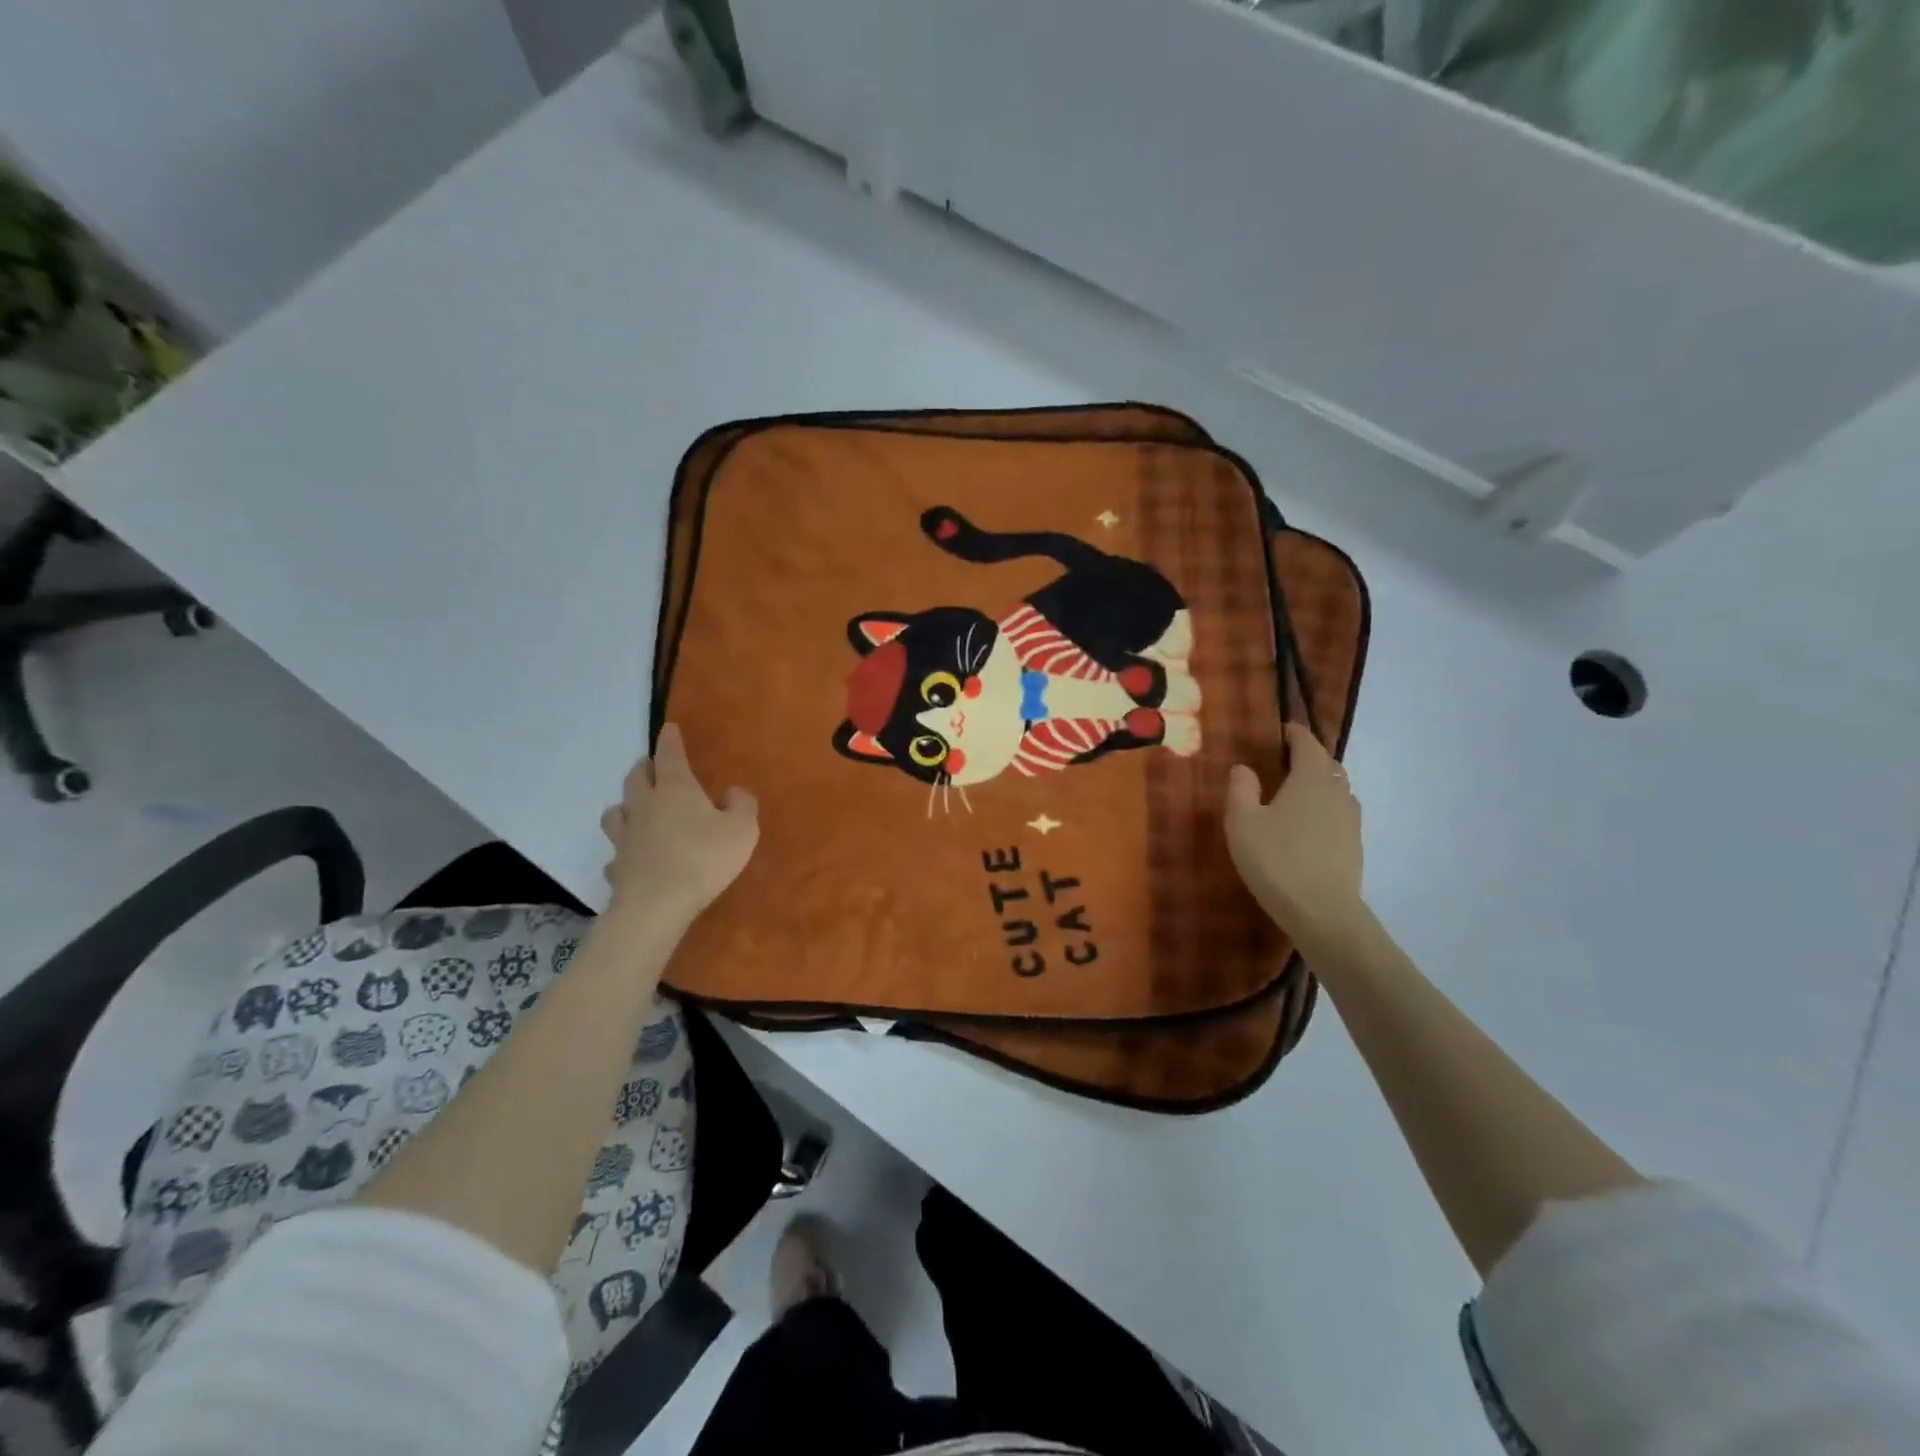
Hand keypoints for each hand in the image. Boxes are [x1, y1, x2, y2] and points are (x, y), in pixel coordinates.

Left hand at [600, 723, 757, 922]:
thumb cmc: (704, 858)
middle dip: (645, 767)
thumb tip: (732, 792)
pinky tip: (631, 856)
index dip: (670, 740)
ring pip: (616, 811)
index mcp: (675, 789)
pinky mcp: (618, 866)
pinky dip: (623, 850)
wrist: (657, 904)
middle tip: (653, 766)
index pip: (670, 755)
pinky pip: (617, 852)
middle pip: (636, 777)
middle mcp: (645, 805)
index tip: (669, 728)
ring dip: (625, 804)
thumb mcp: (742, 829)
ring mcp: (626, 836)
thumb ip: (742, 805)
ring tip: (635, 808)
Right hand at [1225, 722, 1366, 950]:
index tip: (1283, 729)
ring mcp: (1351, 820)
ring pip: (1339, 789)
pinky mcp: (1355, 846)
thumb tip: (1244, 767)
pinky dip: (1327, 808)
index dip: (1295, 733)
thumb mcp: (1242, 823)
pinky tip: (1311, 824)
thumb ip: (1241, 790)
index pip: (1307, 744)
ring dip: (1321, 783)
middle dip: (1310, 757)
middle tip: (1287, 759)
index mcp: (1310, 778)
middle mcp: (1337, 792)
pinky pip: (1342, 813)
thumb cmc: (1276, 860)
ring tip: (1299, 791)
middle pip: (1328, 764)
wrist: (1323, 913)